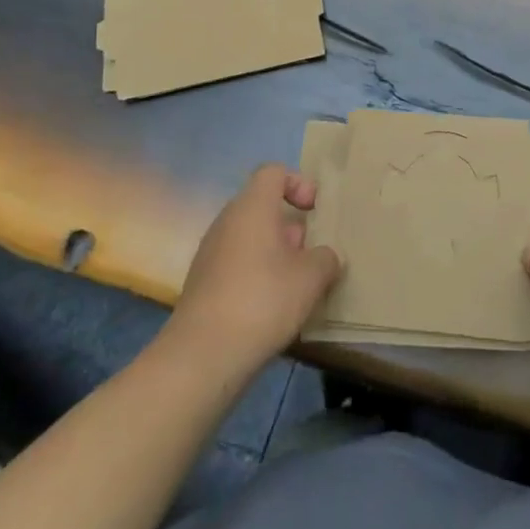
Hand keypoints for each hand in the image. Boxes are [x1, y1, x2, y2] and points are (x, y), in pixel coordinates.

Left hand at [168, 164, 342, 372]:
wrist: (203, 356)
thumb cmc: (263, 300)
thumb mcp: (311, 277)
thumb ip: (326, 258)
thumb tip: (324, 257)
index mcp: (252, 207)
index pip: (273, 172)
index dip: (298, 183)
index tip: (313, 211)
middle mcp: (227, 222)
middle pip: (262, 206)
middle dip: (290, 226)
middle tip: (310, 254)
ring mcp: (210, 253)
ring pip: (250, 238)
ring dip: (275, 254)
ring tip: (296, 285)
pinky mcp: (203, 284)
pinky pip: (236, 264)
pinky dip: (257, 275)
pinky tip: (272, 307)